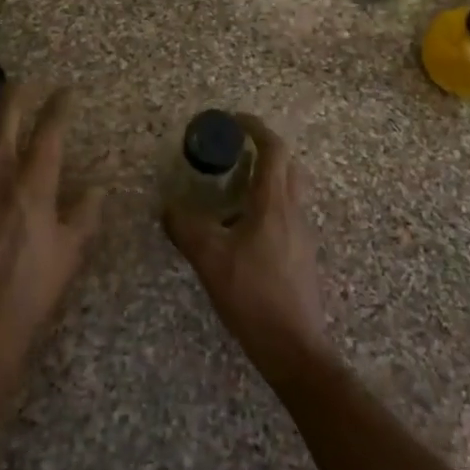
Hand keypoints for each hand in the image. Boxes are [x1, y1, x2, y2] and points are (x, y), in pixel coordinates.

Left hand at [0, 83, 102, 407]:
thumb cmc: (30, 289)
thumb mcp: (69, 253)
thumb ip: (85, 214)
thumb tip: (98, 188)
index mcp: (34, 182)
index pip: (50, 129)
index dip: (59, 104)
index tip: (65, 90)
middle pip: (5, 114)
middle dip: (17, 93)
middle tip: (26, 85)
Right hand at [164, 115, 330, 385]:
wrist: (295, 348)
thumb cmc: (254, 295)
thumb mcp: (210, 259)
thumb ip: (185, 228)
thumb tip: (167, 207)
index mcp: (275, 203)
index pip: (274, 149)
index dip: (256, 128)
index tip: (233, 120)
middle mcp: (294, 211)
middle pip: (288, 166)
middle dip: (264, 151)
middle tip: (234, 153)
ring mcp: (302, 235)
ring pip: (290, 191)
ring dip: (266, 179)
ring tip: (233, 190)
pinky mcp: (302, 256)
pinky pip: (287, 215)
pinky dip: (267, 206)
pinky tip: (243, 230)